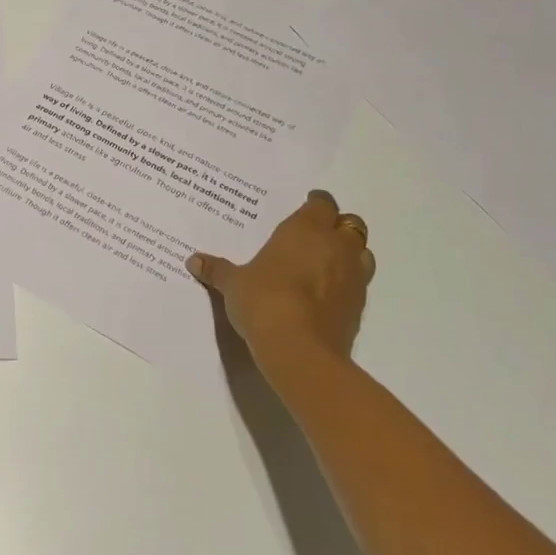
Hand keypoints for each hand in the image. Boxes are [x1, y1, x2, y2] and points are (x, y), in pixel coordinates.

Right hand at [187, 190, 373, 376]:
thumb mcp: (233, 284)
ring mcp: (353, 277)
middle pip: (350, 224)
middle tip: (315, 234)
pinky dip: (347, 284)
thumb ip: (217, 270)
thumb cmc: (264, 301)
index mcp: (306, 229)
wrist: (300, 350)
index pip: (322, 203)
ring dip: (349, 254)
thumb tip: (193, 260)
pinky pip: (359, 285)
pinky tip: (326, 294)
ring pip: (362, 253)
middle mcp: (336, 246)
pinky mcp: (359, 307)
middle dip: (336, 226)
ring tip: (326, 263)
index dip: (315, 203)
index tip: (305, 206)